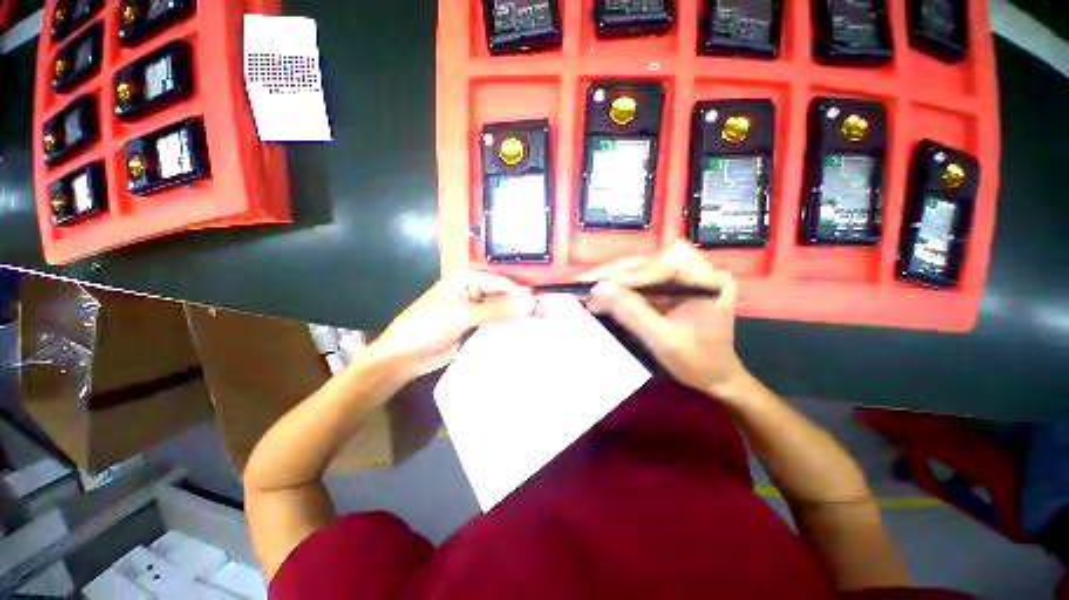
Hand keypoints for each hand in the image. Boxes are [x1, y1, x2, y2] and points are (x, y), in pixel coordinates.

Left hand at [370, 271, 535, 380]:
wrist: (402, 358)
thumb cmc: (425, 328)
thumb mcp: (460, 316)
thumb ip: (495, 310)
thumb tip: (529, 303)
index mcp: (467, 279)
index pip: (502, 283)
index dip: (522, 294)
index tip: (541, 308)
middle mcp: (473, 291)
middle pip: (504, 296)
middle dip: (522, 305)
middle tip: (545, 319)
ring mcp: (475, 310)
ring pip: (502, 311)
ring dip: (517, 318)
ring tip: (540, 327)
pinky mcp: (475, 327)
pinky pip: (496, 325)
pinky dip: (508, 329)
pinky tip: (523, 335)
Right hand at [583, 242, 746, 394]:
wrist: (718, 376)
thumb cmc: (698, 363)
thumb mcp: (663, 340)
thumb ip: (632, 313)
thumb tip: (598, 290)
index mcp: (706, 280)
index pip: (659, 266)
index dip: (624, 275)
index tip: (594, 287)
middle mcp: (699, 269)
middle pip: (648, 261)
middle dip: (614, 273)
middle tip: (584, 283)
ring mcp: (687, 274)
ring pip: (643, 267)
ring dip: (614, 277)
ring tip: (589, 288)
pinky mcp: (676, 282)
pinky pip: (644, 277)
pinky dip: (622, 285)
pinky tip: (605, 292)